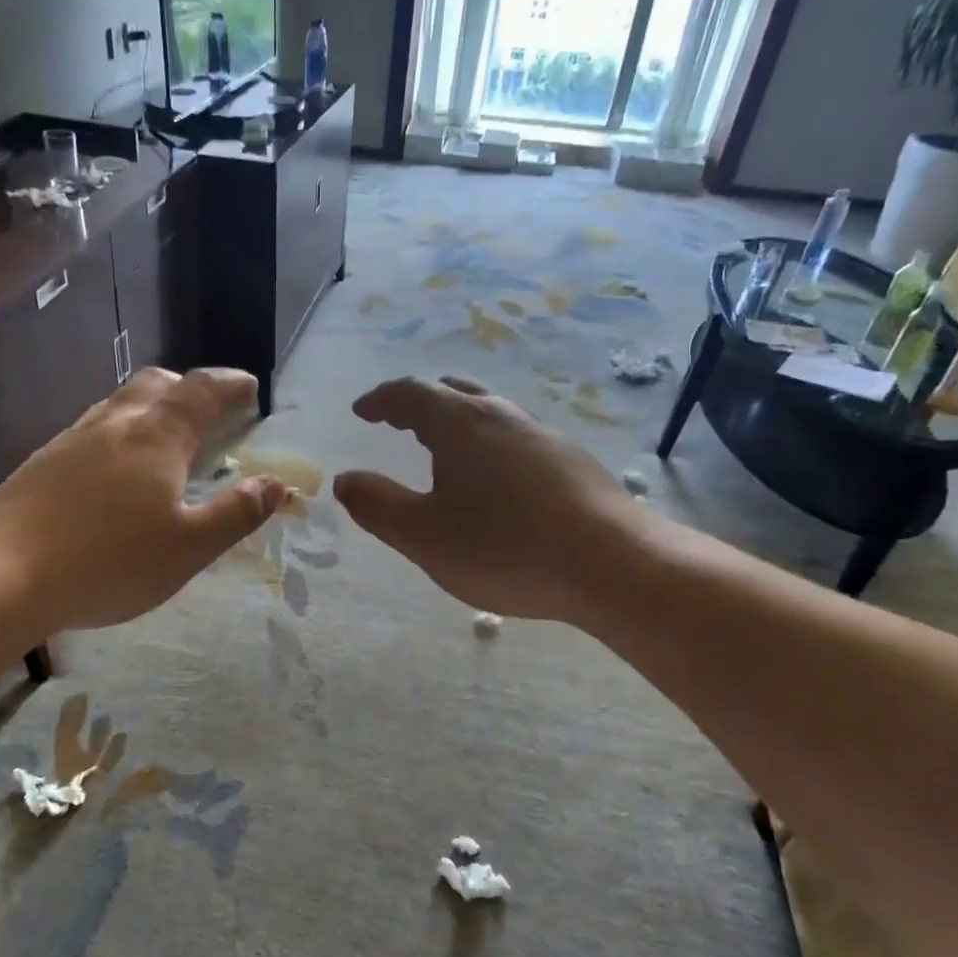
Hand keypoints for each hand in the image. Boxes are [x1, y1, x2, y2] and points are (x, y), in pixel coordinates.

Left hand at [0, 368, 284, 631]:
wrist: (3, 575)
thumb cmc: (110, 562)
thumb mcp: (189, 547)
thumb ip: (236, 513)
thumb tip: (275, 484)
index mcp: (156, 436)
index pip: (201, 391)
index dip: (230, 385)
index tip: (250, 389)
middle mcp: (114, 423)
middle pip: (156, 384)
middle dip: (188, 388)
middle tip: (208, 411)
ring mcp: (72, 439)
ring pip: (119, 403)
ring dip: (151, 408)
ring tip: (165, 439)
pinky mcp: (42, 462)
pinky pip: (93, 429)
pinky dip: (120, 433)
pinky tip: (115, 471)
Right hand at [333, 375, 631, 621]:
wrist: (611, 564)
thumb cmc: (504, 548)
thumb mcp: (423, 535)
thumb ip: (378, 505)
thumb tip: (345, 480)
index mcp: (460, 424)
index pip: (410, 393)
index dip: (381, 400)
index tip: (362, 411)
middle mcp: (502, 416)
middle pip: (453, 392)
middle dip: (419, 404)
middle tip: (399, 423)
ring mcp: (543, 436)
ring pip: (490, 413)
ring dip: (458, 422)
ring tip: (443, 450)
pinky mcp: (571, 461)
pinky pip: (516, 438)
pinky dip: (489, 444)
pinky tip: (496, 481)